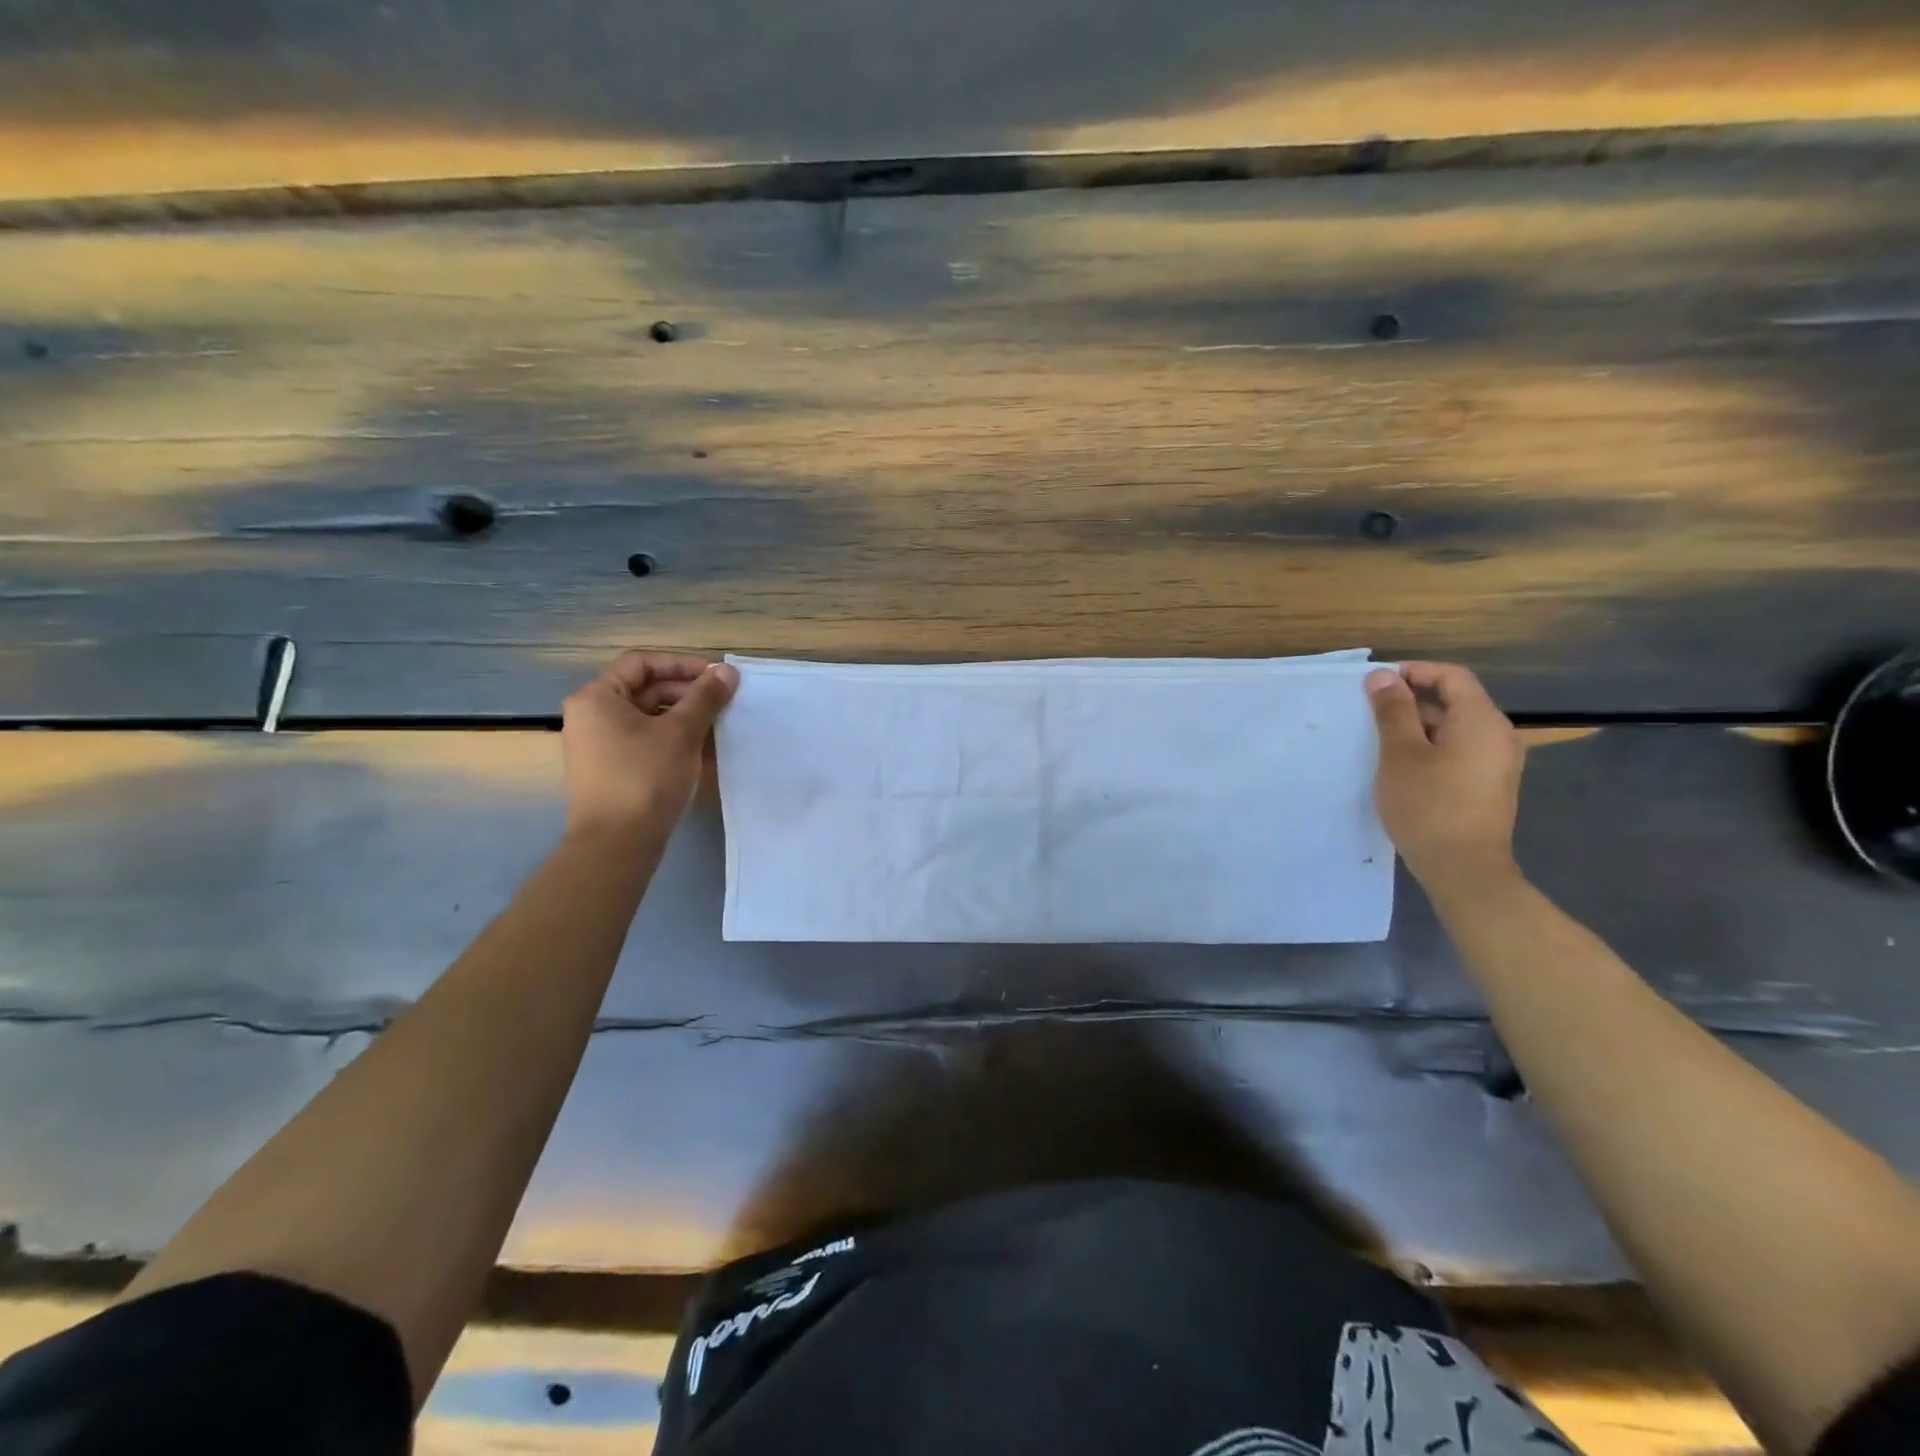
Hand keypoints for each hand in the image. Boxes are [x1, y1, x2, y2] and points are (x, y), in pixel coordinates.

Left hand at [560, 651, 738, 836]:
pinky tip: (703, 752)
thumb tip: (727, 670)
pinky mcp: (611, 771)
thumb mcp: (681, 732)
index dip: (681, 664)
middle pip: (645, 690)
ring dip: (684, 718)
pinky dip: (673, 741)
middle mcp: (591, 716)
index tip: (716, 677)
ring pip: (648, 718)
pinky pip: (645, 743)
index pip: (642, 663)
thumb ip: (705, 697)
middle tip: (723, 702)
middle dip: (687, 693)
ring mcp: (599, 746)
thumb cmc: (645, 777)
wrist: (617, 844)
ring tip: (719, 727)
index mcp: (597, 697)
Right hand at [1365, 662, 1524, 893]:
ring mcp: (1497, 762)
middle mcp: (1498, 735)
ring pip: (1454, 728)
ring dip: (1418, 726)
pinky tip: (1402, 767)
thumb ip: (1393, 711)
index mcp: (1481, 720)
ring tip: (1380, 740)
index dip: (1415, 672)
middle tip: (1370, 713)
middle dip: (1412, 700)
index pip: (1452, 677)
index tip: (1377, 683)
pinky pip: (1459, 751)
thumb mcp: (1400, 753)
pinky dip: (1430, 747)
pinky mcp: (1488, 785)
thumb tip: (1383, 676)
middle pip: (1455, 701)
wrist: (1463, 868)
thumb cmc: (1429, 804)